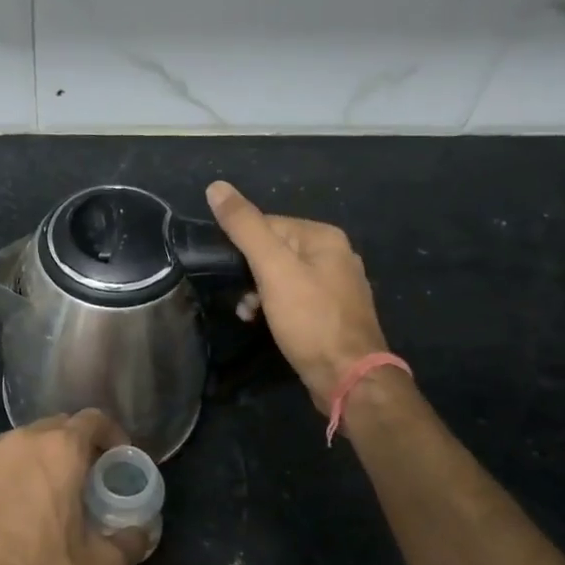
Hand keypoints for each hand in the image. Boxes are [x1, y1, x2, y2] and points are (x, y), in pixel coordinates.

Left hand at [0, 411, 148, 564]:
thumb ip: (129, 542)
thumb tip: (141, 533)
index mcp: (59, 450)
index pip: (94, 419)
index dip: (111, 435)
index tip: (116, 460)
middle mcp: (19, 441)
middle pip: (54, 428)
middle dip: (73, 446)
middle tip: (83, 480)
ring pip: (18, 445)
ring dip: (36, 461)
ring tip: (42, 496)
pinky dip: (2, 478)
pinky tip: (3, 511)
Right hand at [207, 180, 388, 411]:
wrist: (348, 377)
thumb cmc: (309, 320)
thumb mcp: (272, 269)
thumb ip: (244, 227)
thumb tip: (216, 187)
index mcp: (324, 237)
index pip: (268, 223)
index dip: (242, 247)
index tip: (229, 273)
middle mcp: (336, 255)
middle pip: (276, 250)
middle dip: (250, 273)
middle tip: (241, 300)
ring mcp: (338, 286)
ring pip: (284, 277)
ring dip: (260, 293)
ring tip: (249, 315)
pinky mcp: (334, 314)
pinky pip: (296, 299)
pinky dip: (277, 308)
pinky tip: (266, 324)